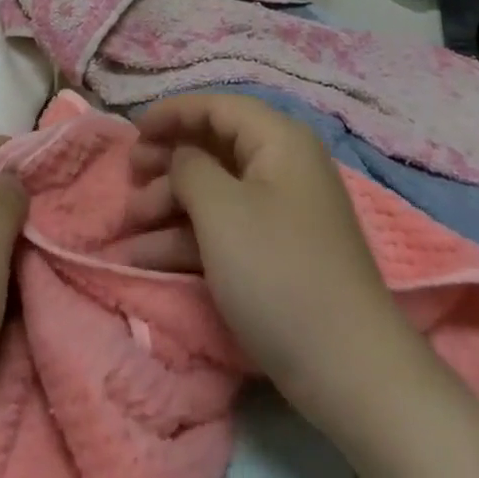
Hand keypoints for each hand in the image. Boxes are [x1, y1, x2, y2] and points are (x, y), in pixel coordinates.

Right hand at [125, 93, 398, 410]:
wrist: (349, 372)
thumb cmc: (278, 271)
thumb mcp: (221, 210)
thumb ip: (189, 166)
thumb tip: (182, 156)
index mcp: (278, 139)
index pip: (217, 106)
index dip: (172, 113)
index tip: (133, 130)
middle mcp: (282, 165)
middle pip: (213, 147)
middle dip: (166, 162)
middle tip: (130, 176)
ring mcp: (280, 212)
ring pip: (214, 192)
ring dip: (169, 205)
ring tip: (129, 226)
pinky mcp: (275, 254)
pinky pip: (224, 229)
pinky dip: (187, 238)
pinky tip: (145, 258)